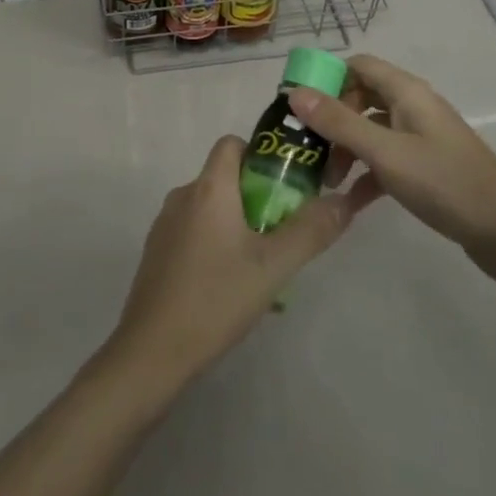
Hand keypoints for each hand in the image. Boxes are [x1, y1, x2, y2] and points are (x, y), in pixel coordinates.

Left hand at [104, 135, 377, 391]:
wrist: (151, 352)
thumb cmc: (215, 299)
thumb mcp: (273, 267)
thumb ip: (311, 231)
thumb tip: (344, 200)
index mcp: (208, 188)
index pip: (232, 143)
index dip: (260, 155)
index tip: (286, 186)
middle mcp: (183, 196)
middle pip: (224, 178)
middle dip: (257, 197)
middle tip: (284, 233)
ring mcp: (165, 225)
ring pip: (211, 209)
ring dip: (238, 225)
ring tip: (263, 267)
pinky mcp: (157, 253)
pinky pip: (194, 234)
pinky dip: (216, 245)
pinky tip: (231, 287)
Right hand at [287, 54, 495, 281]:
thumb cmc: (444, 183)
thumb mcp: (385, 153)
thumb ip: (339, 123)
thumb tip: (294, 93)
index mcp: (406, 92)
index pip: (357, 66)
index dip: (327, 79)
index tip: (299, 107)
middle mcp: (413, 107)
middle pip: (360, 97)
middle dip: (332, 120)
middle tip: (309, 149)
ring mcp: (421, 137)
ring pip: (371, 130)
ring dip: (346, 149)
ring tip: (326, 180)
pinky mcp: (427, 167)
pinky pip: (386, 159)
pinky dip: (366, 173)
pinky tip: (350, 201)